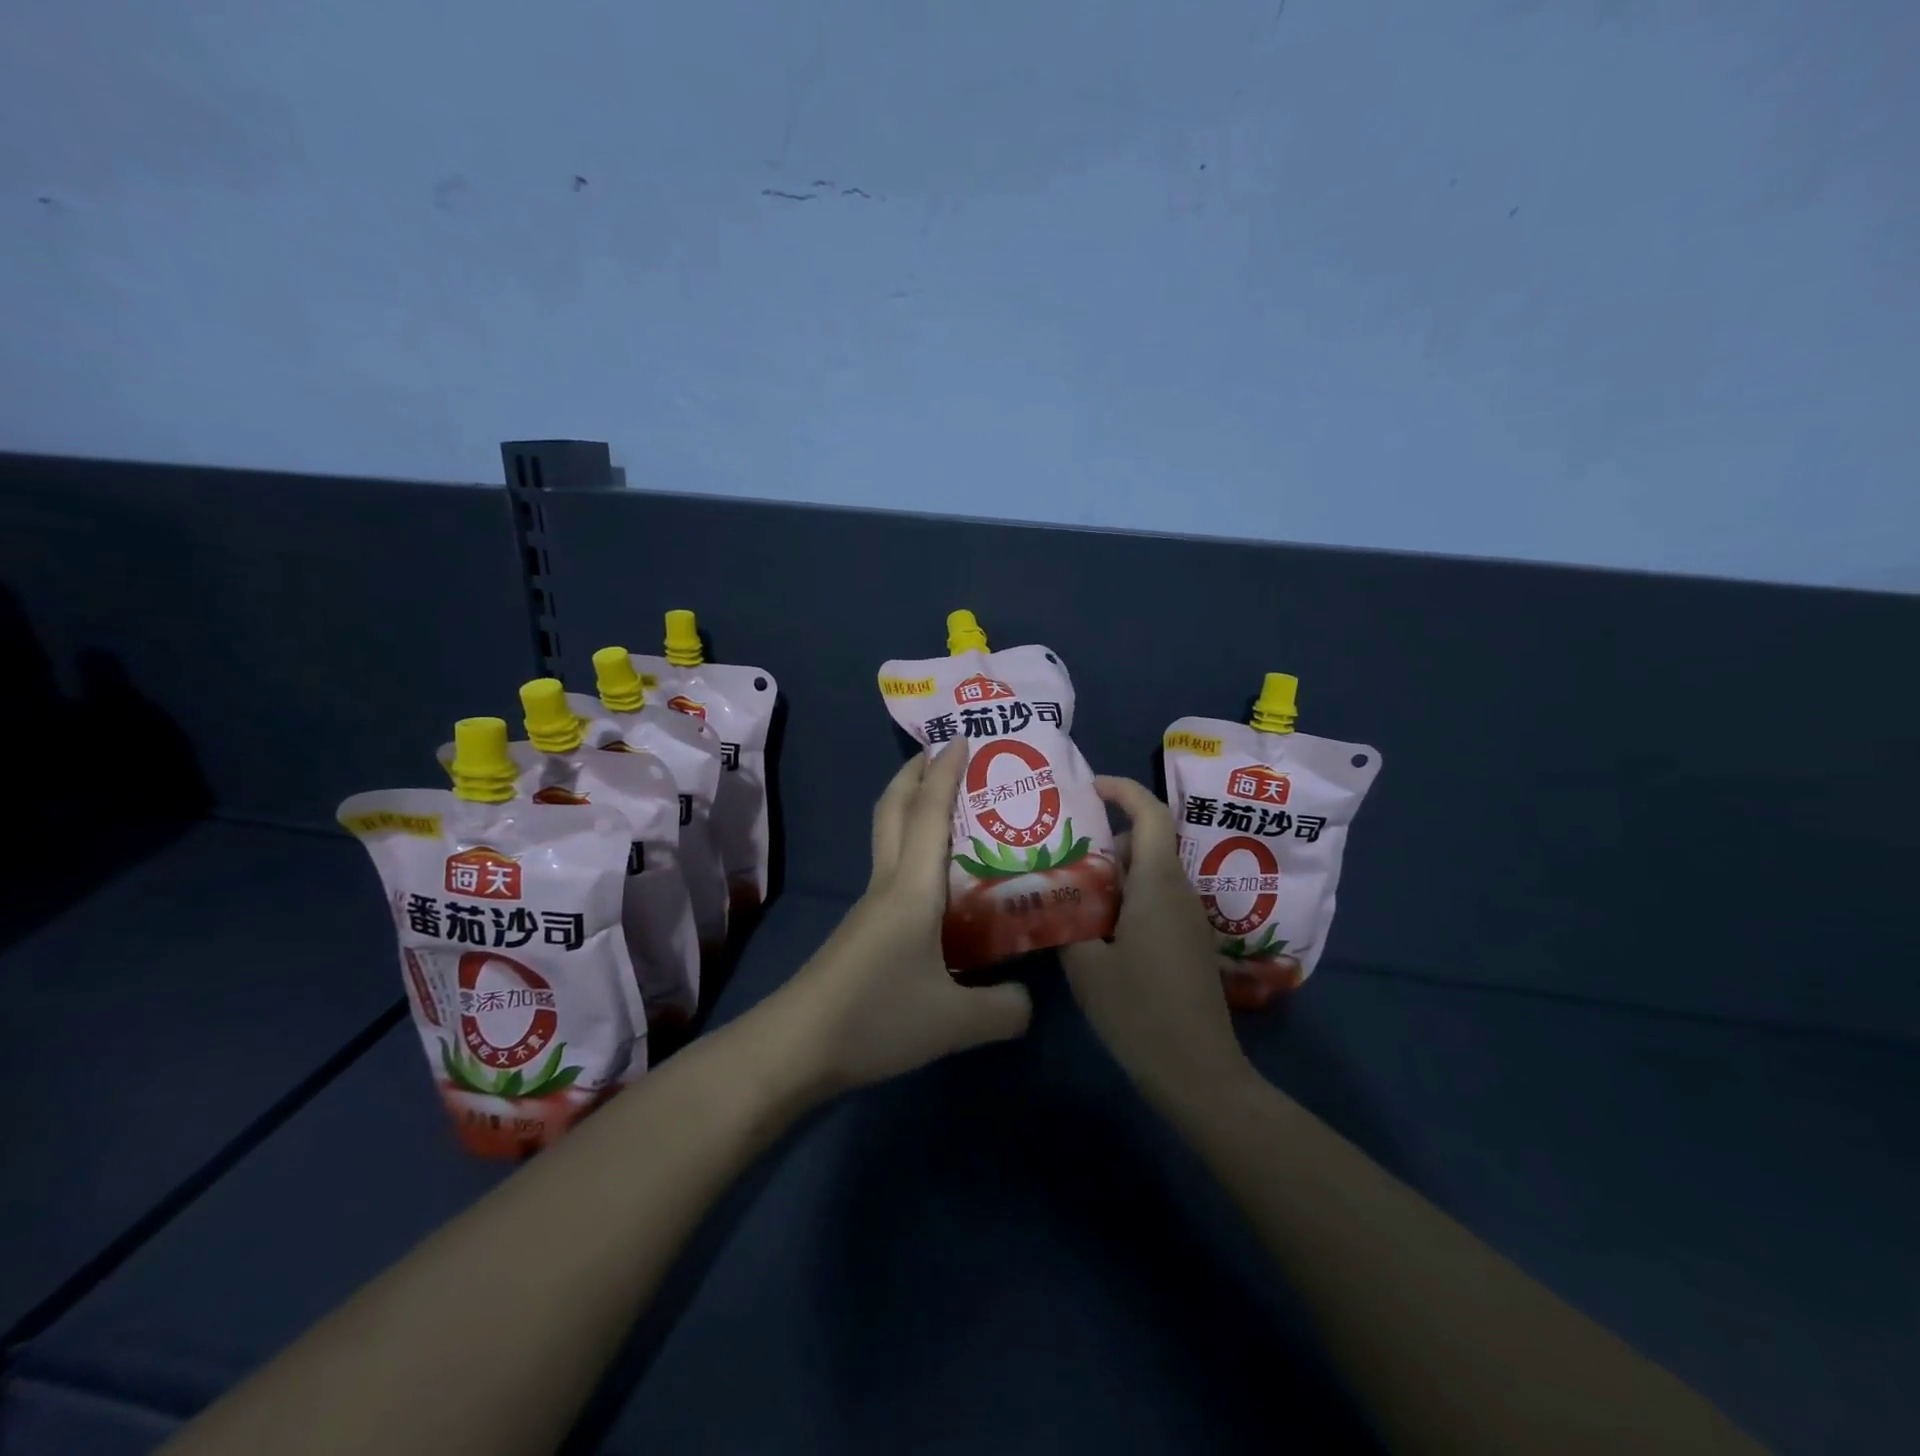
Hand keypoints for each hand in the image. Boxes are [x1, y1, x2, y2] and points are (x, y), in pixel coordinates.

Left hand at [776, 743, 1032, 1092]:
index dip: (945, 772)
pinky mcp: (863, 930)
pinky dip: (912, 849)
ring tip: (950, 809)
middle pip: (892, 810)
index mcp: (912, 888)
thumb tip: (1030, 1001)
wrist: (797, 1047)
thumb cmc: (876, 1017)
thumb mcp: (955, 1021)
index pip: (929, 814)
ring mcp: (870, 907)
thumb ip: (1004, 1008)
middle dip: (914, 773)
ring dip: (911, 808)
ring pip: (888, 838)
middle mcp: (888, 884)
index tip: (961, 737)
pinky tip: (936, 879)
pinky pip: (891, 869)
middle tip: (943, 754)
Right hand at [1061, 777, 1254, 1110]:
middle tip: (1062, 848)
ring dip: (1115, 870)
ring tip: (1071, 886)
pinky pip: (1157, 899)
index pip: (1150, 814)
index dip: (1123, 790)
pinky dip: (1127, 895)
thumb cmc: (1140, 1012)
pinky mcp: (1189, 943)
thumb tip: (1046, 896)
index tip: (1089, 787)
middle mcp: (1180, 891)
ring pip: (1151, 872)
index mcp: (1158, 884)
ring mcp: (1189, 918)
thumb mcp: (1086, 967)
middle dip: (1106, 837)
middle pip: (1147, 842)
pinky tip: (1096, 925)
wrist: (1199, 1074)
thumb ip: (1064, 922)